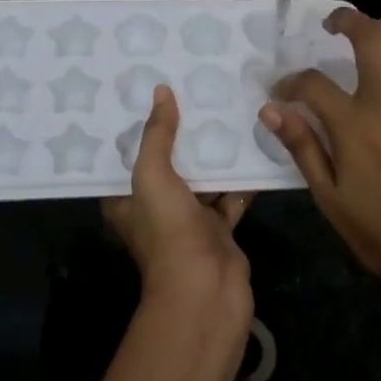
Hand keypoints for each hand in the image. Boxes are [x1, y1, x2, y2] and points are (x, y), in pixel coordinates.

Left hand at [102, 85, 254, 344]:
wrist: (206, 288)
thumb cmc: (168, 231)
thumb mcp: (153, 175)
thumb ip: (157, 134)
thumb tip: (161, 91)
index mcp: (126, 200)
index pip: (126, 156)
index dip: (136, 127)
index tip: (150, 92)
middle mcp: (154, 209)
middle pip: (168, 164)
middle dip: (182, 134)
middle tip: (196, 93)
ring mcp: (189, 220)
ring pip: (202, 179)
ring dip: (214, 154)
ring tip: (228, 111)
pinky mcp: (219, 229)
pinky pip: (230, 196)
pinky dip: (241, 178)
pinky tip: (255, 146)